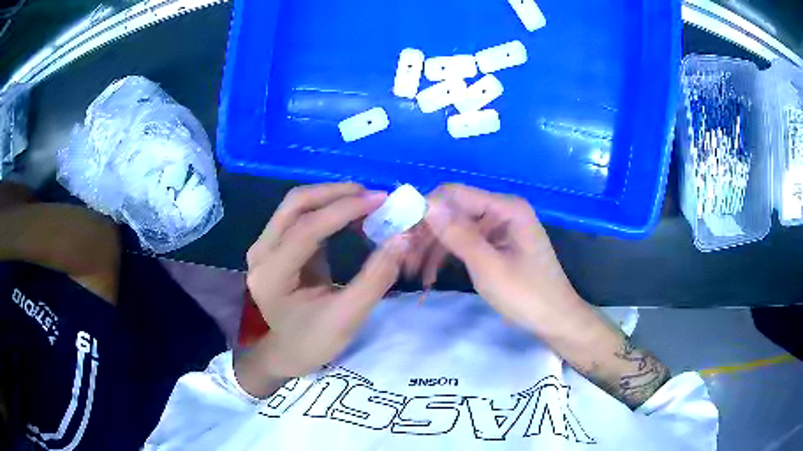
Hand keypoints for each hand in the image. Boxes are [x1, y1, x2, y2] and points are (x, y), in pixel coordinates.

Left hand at [237, 183, 406, 396]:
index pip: (306, 229)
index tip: (380, 200)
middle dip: (335, 193)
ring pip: (296, 205)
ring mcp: (264, 246)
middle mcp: (261, 253)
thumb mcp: (349, 315)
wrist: (288, 353)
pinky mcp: (274, 245)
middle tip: (372, 195)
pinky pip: (300, 216)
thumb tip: (403, 237)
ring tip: (365, 202)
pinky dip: (326, 209)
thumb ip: (376, 276)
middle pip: (295, 205)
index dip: (344, 210)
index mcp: (272, 275)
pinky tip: (350, 215)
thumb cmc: (314, 341)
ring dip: (331, 198)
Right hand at [408, 184, 583, 332]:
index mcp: (507, 208)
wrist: (555, 320)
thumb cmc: (527, 295)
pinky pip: (468, 243)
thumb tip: (426, 205)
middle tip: (405, 259)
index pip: (455, 194)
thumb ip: (458, 234)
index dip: (426, 209)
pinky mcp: (498, 244)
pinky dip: (449, 257)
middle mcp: (503, 211)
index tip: (401, 234)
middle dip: (428, 234)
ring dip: (435, 249)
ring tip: (415, 273)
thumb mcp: (488, 267)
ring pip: (457, 229)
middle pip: (455, 211)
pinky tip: (431, 275)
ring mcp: (501, 228)